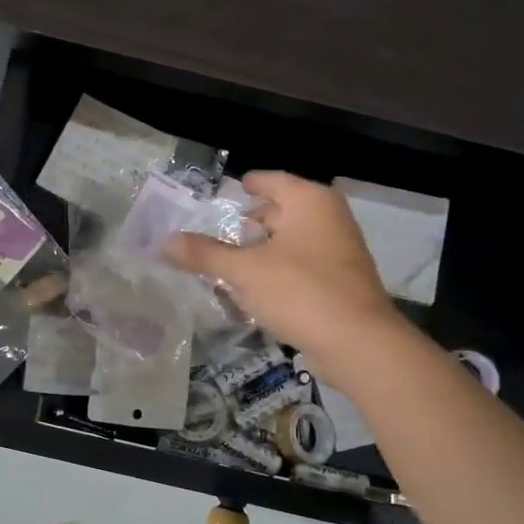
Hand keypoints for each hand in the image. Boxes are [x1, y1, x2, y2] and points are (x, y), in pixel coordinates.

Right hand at [166, 171, 398, 375]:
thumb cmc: (300, 291)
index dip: (248, 184)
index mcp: (309, 201)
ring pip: (291, 241)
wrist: (358, 343)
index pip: (272, 180)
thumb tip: (165, 241)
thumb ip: (204, 254)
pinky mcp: (341, 282)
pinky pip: (301, 266)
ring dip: (263, 250)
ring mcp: (340, 250)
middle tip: (219, 231)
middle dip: (251, 222)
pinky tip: (254, 290)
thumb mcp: (244, 271)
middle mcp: (329, 218)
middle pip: (282, 210)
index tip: (229, 190)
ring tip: (229, 262)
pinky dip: (278, 270)